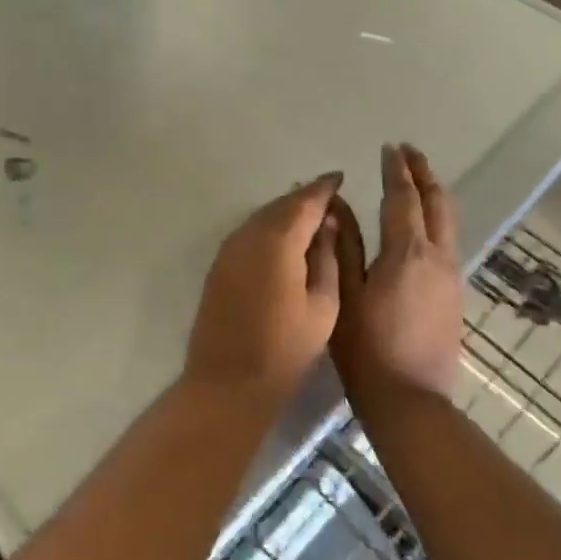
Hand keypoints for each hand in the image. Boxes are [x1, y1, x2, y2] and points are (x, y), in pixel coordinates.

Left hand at [185, 173, 344, 409]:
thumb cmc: (285, 349)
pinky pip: (249, 233)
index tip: (340, 178)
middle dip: (305, 197)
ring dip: (285, 212)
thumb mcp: (323, 306)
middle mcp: (249, 235)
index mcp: (278, 240)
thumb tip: (328, 224)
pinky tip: (283, 241)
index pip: (305, 201)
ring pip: (262, 217)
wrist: (228, 381)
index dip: (324, 188)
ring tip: (311, 217)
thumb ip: (327, 258)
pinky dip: (269, 228)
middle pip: (281, 205)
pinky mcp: (220, 265)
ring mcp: (229, 249)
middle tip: (329, 197)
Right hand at [330, 144, 463, 401]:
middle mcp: (437, 257)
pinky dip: (437, 219)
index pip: (403, 198)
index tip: (389, 147)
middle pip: (437, 203)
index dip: (396, 170)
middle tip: (409, 152)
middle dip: (424, 173)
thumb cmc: (366, 348)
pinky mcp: (454, 294)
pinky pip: (448, 241)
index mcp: (406, 252)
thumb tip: (337, 204)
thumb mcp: (344, 293)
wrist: (411, 402)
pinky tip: (422, 224)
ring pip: (449, 222)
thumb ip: (343, 245)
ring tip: (418, 179)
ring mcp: (451, 277)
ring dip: (434, 194)